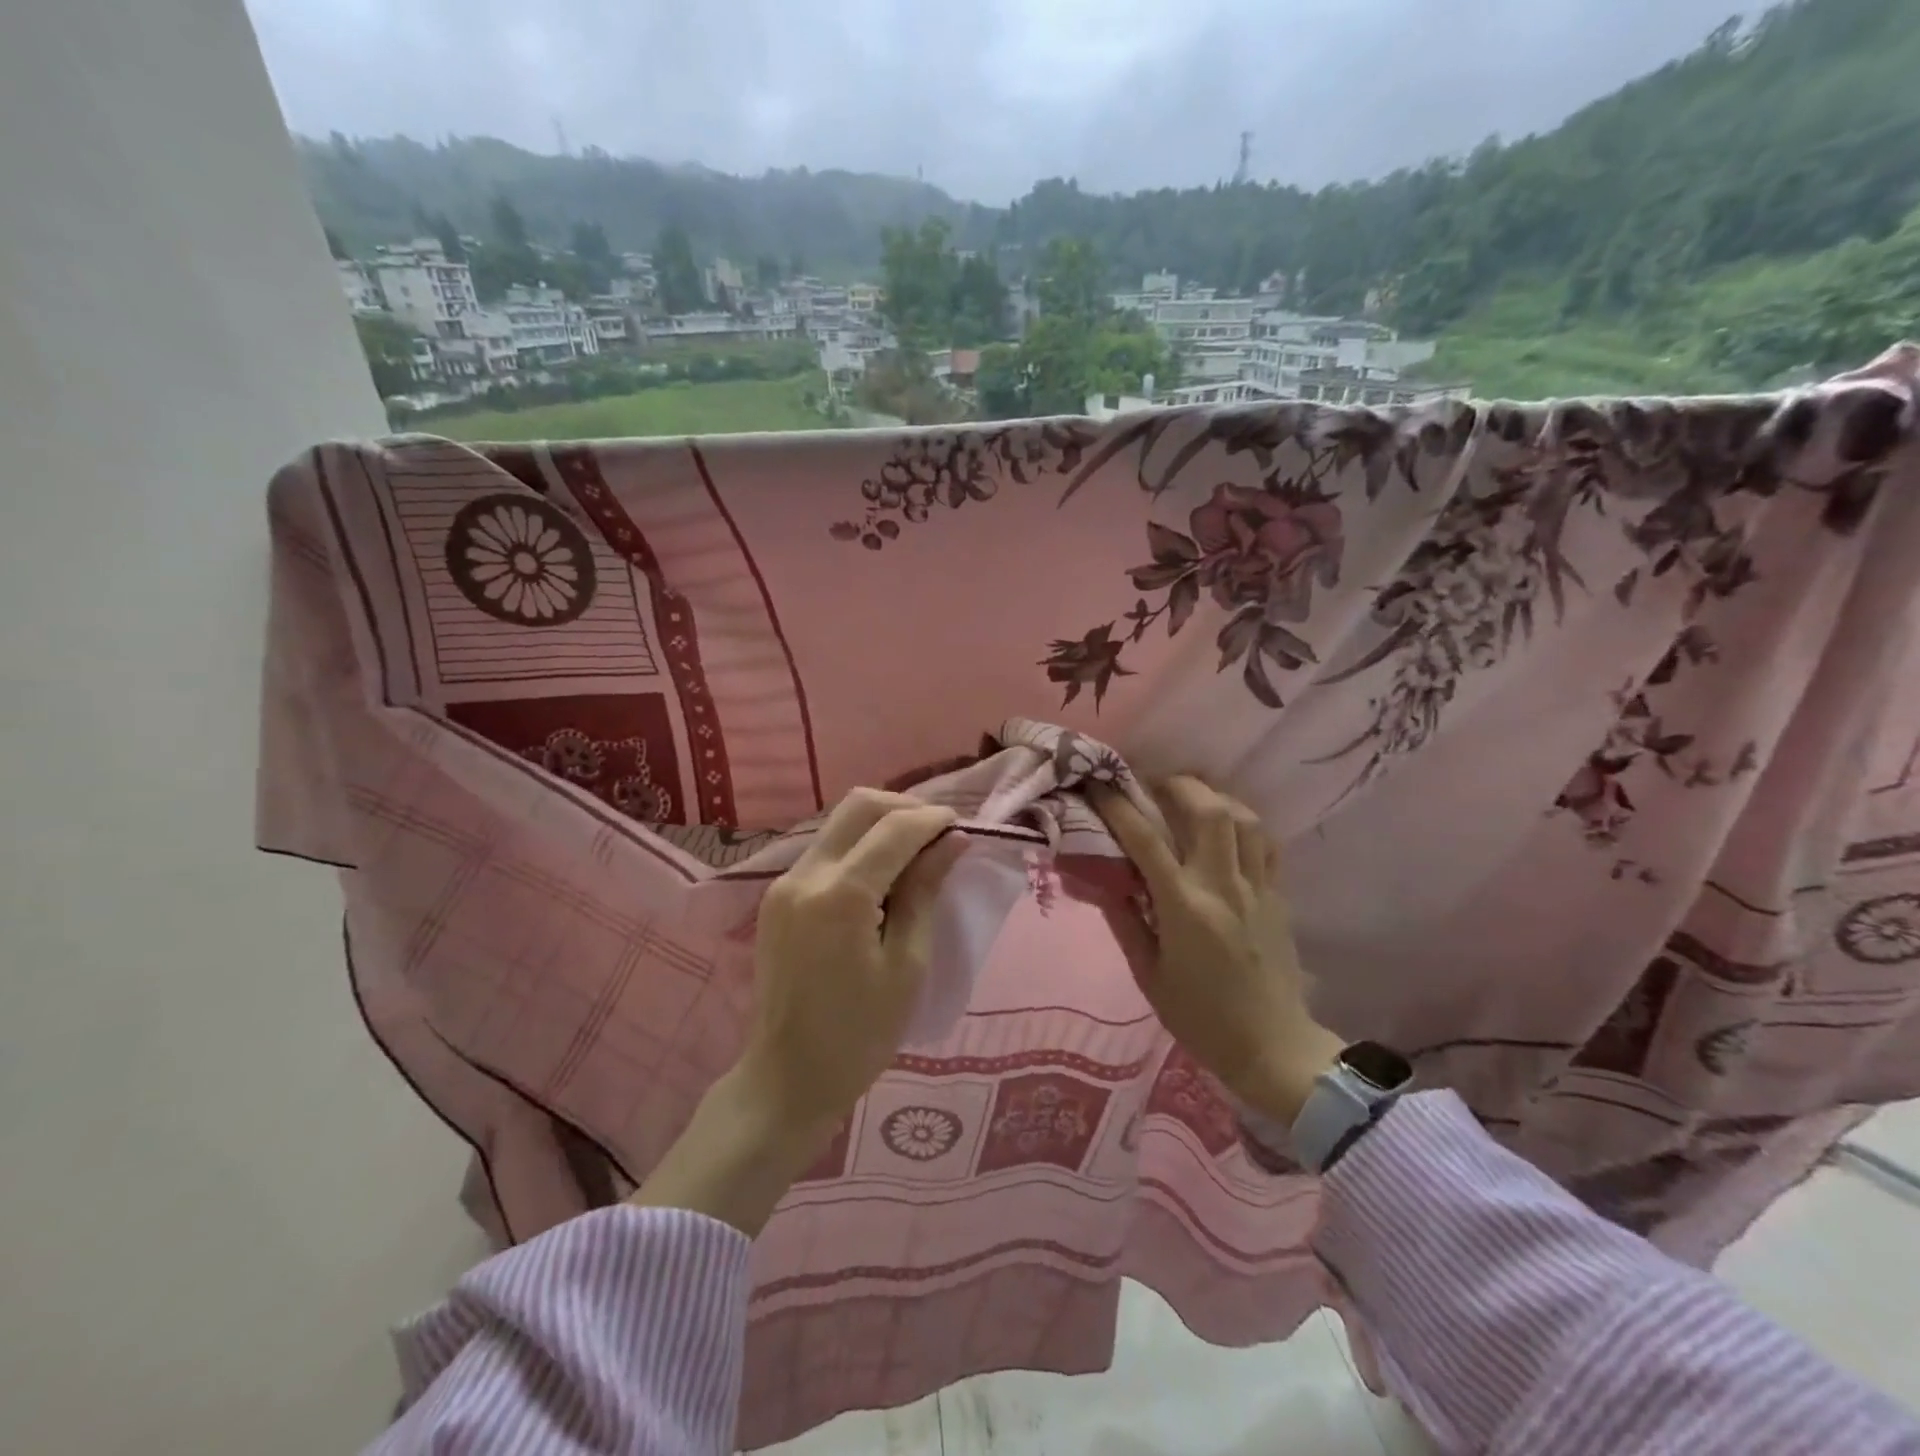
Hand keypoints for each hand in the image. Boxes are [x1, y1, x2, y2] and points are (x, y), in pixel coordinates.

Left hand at [630, 787, 959, 1235]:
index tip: (963, 827)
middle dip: (905, 808)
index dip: (933, 819)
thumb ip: (925, 892)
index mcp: (840, 896)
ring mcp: (784, 883)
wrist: (787, 1078)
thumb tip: (953, 841)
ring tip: (917, 852)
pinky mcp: (778, 896)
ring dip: (881, 824)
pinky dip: (860, 846)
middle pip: (859, 805)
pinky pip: (825, 849)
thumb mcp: (907, 965)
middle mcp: (805, 875)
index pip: (893, 828)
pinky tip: (884, 874)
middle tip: (940, 834)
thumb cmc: (859, 1035)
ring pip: (839, 822)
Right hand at [1090, 776, 1342, 1126]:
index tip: (1099, 786)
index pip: (1146, 841)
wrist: (1273, 1048)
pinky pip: (1265, 842)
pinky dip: (1243, 823)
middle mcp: (1223, 886)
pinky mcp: (1278, 895)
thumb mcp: (1148, 975)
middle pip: (1208, 810)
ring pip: (1243, 818)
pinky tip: (1226, 828)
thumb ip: (1124, 921)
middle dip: (1177, 785)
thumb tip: (1101, 879)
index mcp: (1185, 908)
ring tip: (1190, 799)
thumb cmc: (1200, 1018)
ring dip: (1214, 797)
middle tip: (1152, 785)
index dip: (1119, 807)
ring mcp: (1258, 888)